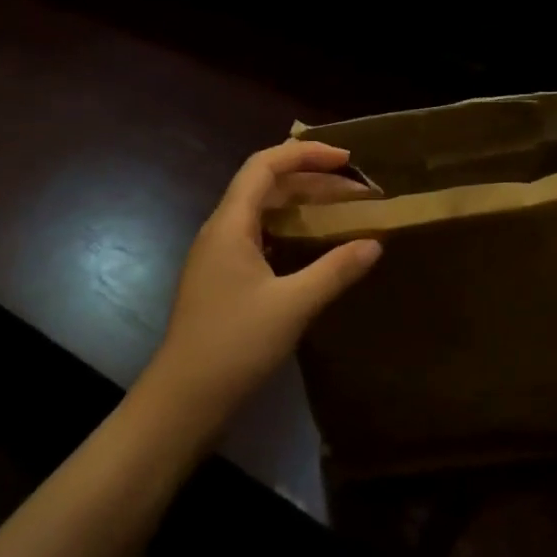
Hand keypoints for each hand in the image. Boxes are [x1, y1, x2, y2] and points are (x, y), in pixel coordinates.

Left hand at [151, 141, 380, 425]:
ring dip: (304, 206)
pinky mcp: (224, 280)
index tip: (347, 160)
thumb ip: (336, 270)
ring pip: (265, 213)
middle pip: (267, 186)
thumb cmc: (233, 346)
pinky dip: (293, 232)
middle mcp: (222, 231)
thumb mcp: (293, 305)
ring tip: (345, 213)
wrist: (181, 403)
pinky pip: (262, 237)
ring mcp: (220, 257)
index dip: (306, 153)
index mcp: (230, 224)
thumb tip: (375, 242)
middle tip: (359, 192)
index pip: (265, 165)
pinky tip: (318, 249)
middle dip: (314, 181)